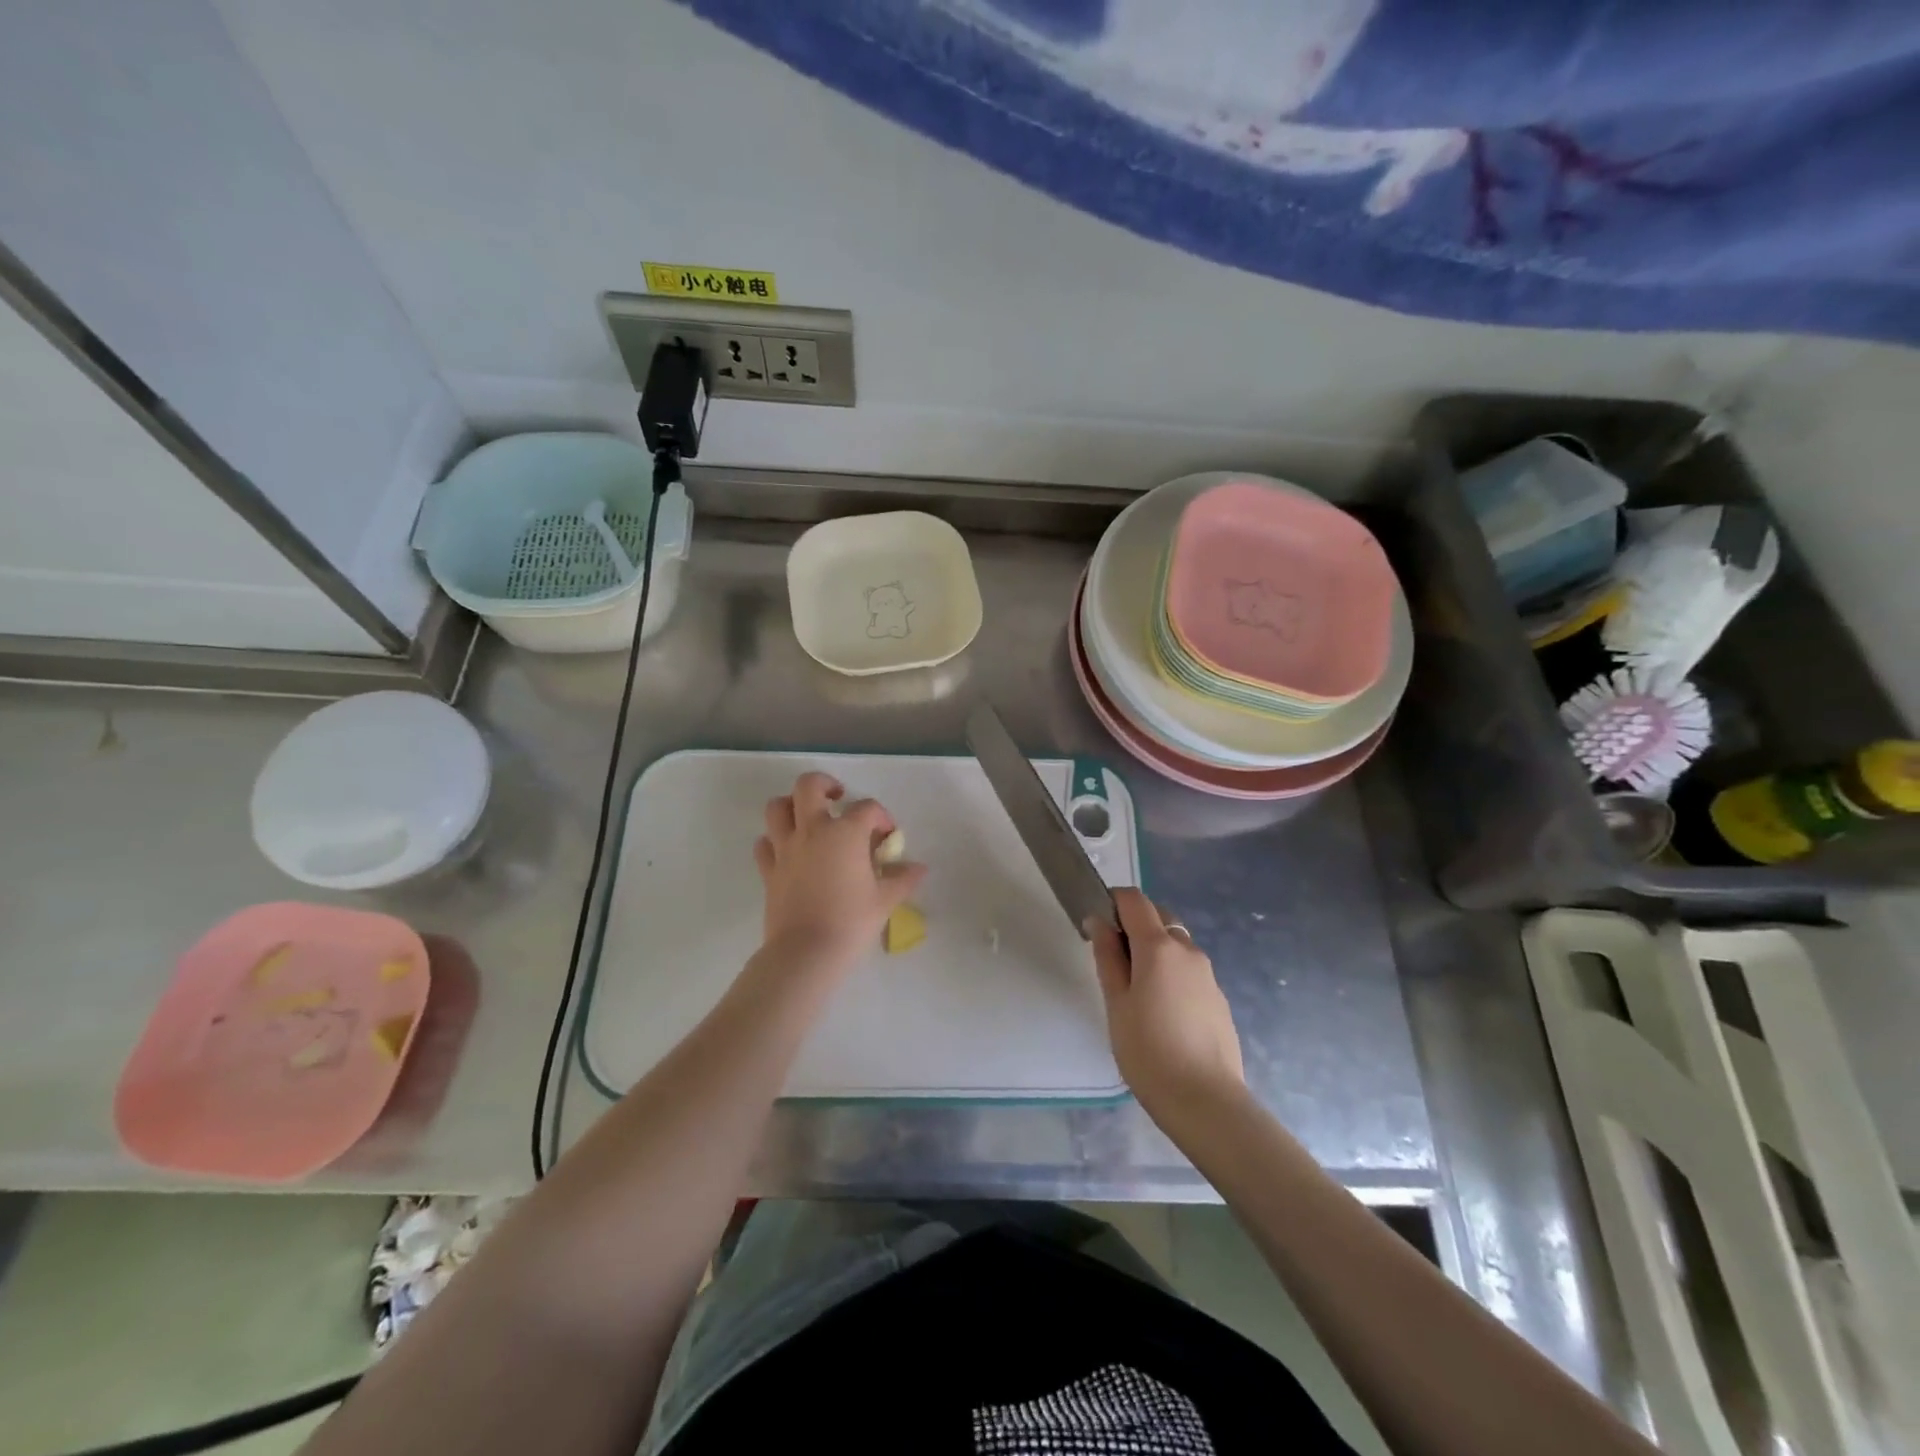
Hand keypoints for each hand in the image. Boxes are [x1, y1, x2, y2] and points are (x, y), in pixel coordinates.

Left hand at [753, 772, 927, 974]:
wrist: (807, 952)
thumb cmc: (852, 922)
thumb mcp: (885, 901)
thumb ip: (902, 879)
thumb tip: (919, 868)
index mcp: (845, 833)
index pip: (867, 809)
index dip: (881, 817)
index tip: (888, 837)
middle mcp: (813, 831)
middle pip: (809, 786)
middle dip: (825, 784)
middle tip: (838, 797)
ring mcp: (786, 848)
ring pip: (777, 808)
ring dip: (792, 805)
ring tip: (808, 817)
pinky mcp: (769, 870)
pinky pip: (764, 844)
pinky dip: (774, 841)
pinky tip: (788, 851)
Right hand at [1089, 888, 1244, 1118]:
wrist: (1205, 1101)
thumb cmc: (1147, 1051)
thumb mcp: (1116, 1002)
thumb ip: (1108, 957)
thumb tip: (1100, 922)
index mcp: (1158, 946)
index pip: (1135, 900)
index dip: (1113, 901)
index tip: (1098, 924)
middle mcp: (1187, 950)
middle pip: (1160, 916)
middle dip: (1135, 923)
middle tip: (1114, 959)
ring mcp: (1208, 974)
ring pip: (1177, 944)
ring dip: (1155, 949)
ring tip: (1137, 990)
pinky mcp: (1218, 997)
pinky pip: (1190, 970)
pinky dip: (1172, 972)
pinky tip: (1163, 1011)